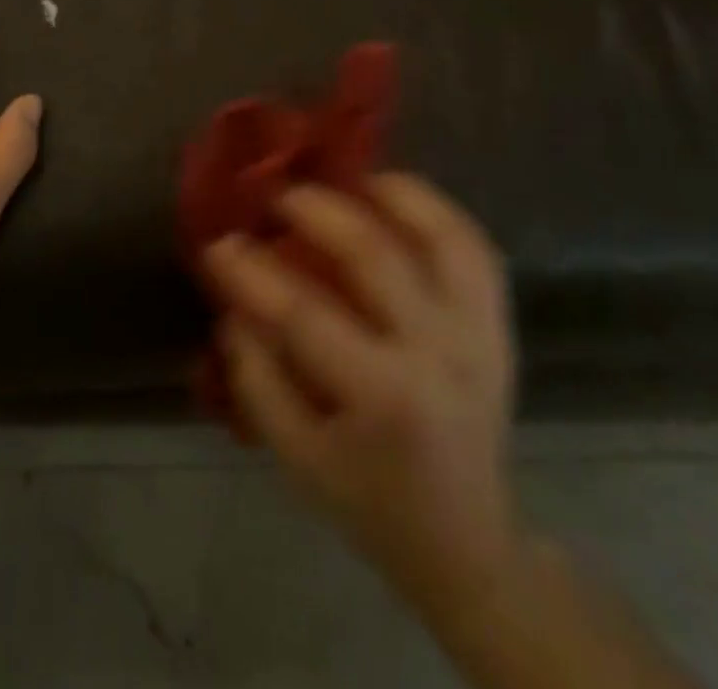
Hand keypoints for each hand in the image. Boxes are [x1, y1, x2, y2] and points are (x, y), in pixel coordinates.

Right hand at [204, 175, 518, 618]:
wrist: (467, 539)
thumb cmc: (370, 500)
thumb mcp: (295, 457)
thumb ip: (257, 377)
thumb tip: (236, 304)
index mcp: (383, 397)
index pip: (304, 314)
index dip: (254, 272)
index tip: (220, 243)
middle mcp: (438, 353)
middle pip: (374, 253)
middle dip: (315, 210)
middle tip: (277, 197)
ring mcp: (477, 333)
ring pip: (440, 234)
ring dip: (388, 193)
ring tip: (345, 178)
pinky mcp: (498, 324)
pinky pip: (473, 246)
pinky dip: (435, 210)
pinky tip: (397, 197)